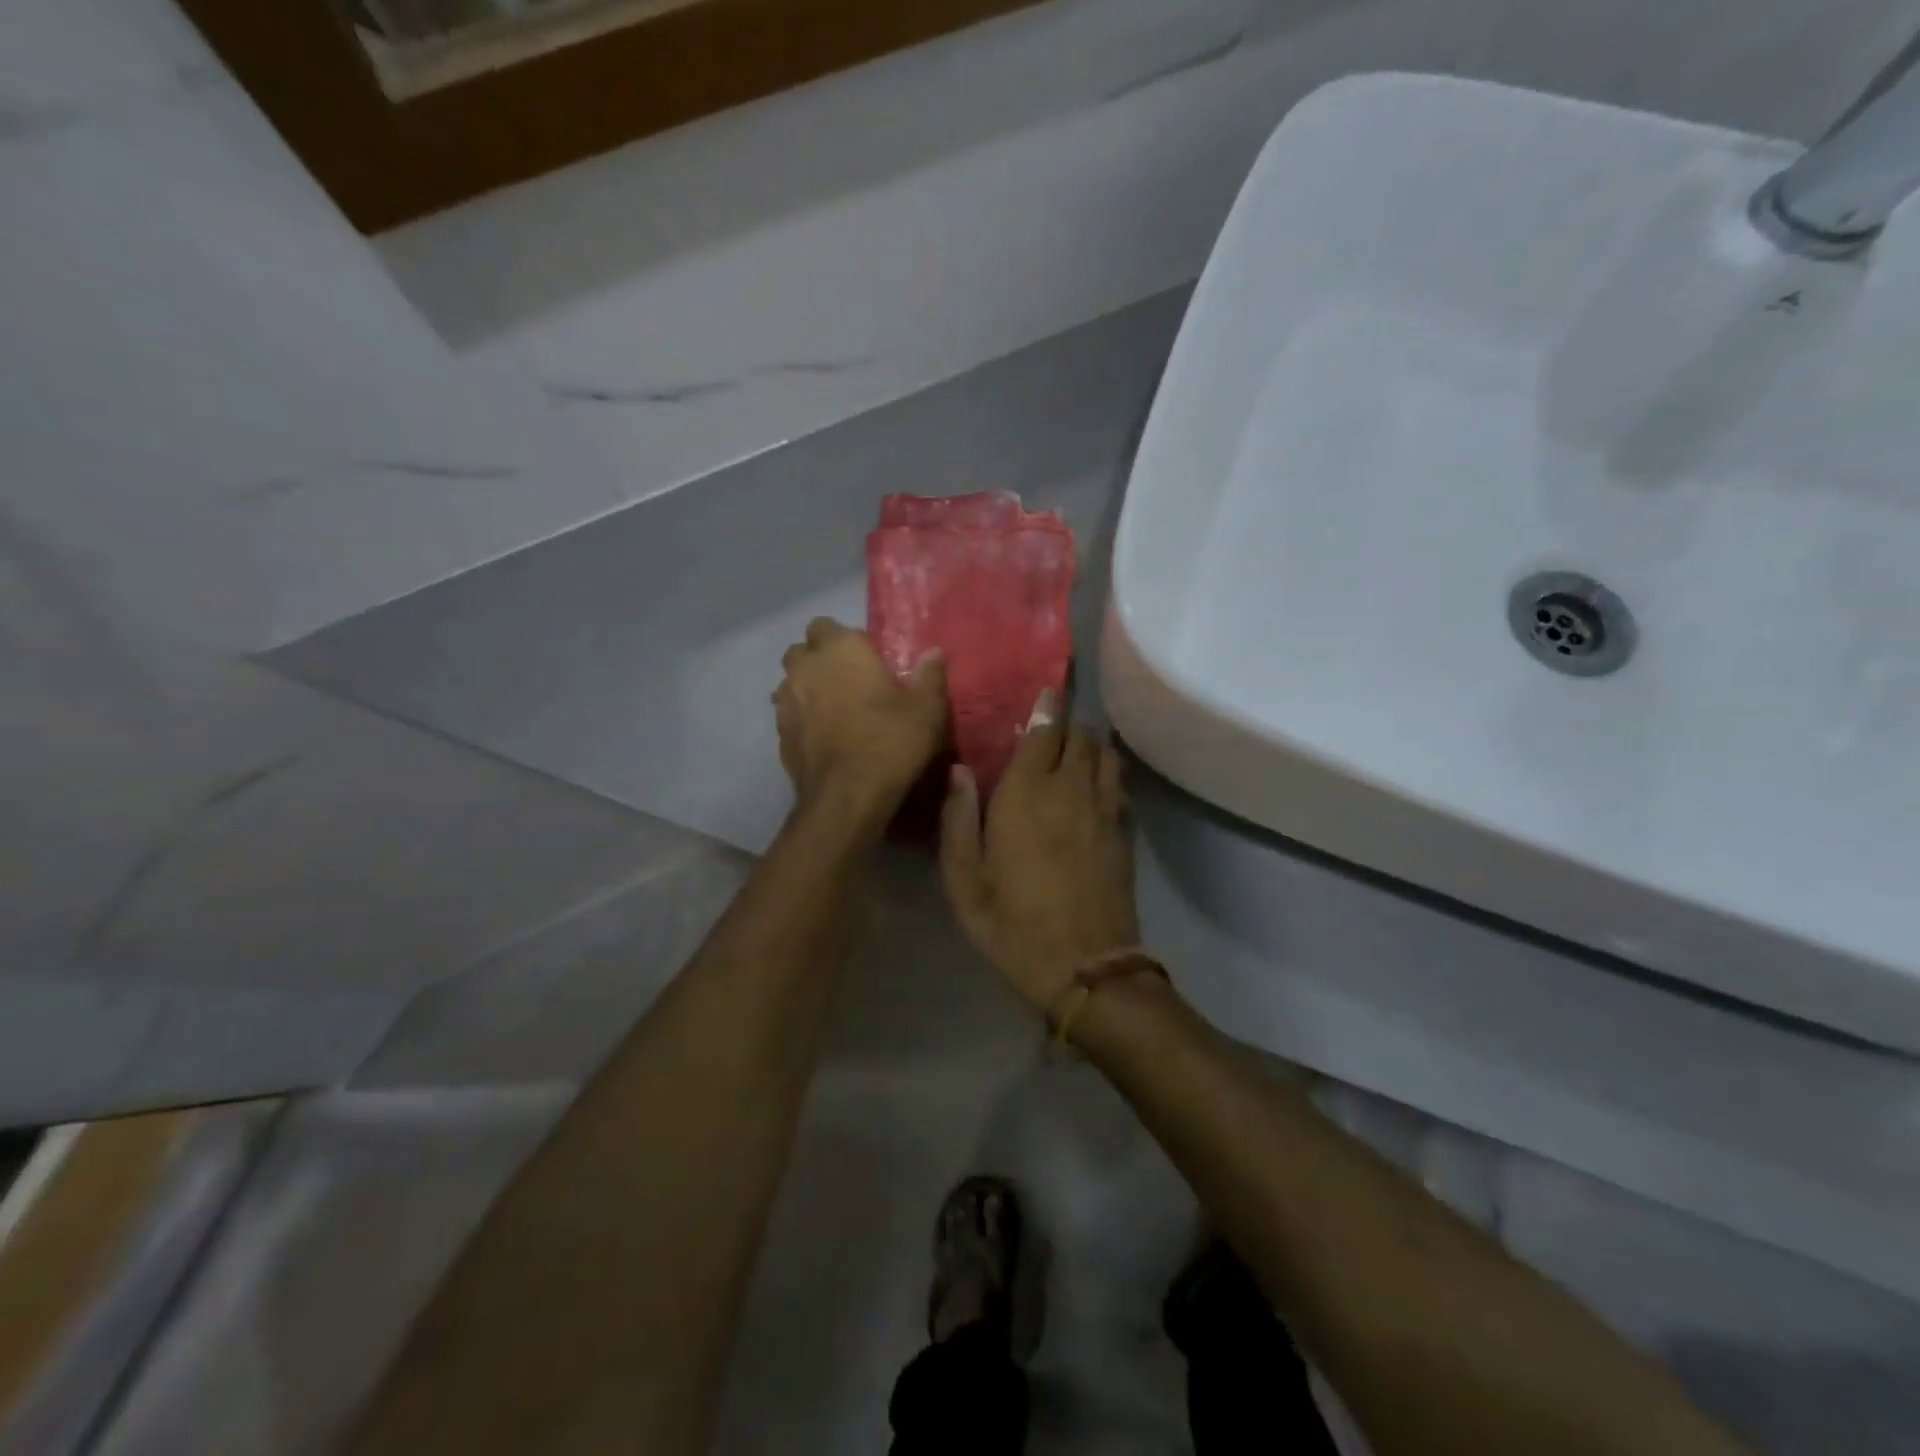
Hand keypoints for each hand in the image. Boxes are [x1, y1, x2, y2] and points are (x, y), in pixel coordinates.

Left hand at [774, 618, 947, 828]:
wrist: (847, 796)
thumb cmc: (891, 742)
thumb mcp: (927, 709)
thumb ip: (929, 676)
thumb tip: (933, 652)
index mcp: (841, 649)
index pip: (828, 625)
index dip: (844, 640)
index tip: (866, 659)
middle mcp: (806, 667)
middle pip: (802, 650)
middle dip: (819, 659)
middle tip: (847, 680)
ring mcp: (786, 701)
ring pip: (790, 682)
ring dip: (806, 688)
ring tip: (833, 709)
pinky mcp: (779, 734)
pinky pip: (788, 715)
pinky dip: (801, 719)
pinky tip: (822, 737)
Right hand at [939, 702, 1138, 1011]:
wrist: (1085, 968)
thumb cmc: (1013, 926)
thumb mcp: (964, 882)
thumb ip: (958, 821)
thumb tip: (960, 770)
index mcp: (1026, 794)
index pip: (1044, 730)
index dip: (1046, 705)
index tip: (1044, 690)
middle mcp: (1070, 789)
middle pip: (1080, 734)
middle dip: (1066, 723)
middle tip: (1047, 728)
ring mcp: (1104, 809)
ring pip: (1104, 753)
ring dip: (1088, 745)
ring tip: (1070, 753)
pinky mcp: (1123, 831)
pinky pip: (1118, 783)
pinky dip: (1106, 772)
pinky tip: (1092, 788)